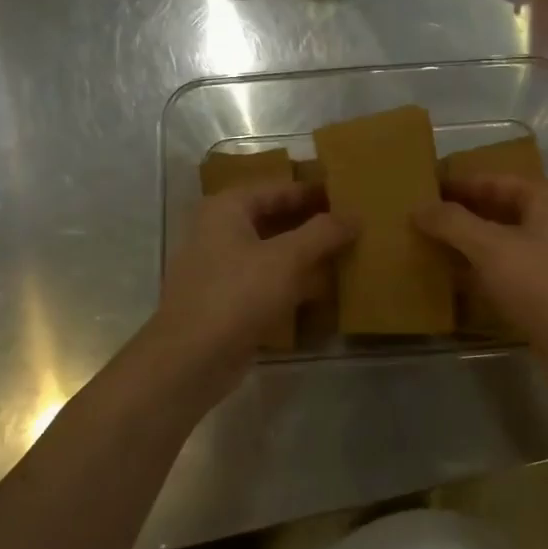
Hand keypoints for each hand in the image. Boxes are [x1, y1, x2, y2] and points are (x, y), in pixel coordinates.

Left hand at [154, 181, 353, 369]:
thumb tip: (355, 215)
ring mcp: (219, 268)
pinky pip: (264, 281)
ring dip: (304, 255)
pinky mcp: (225, 301)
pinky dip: (290, 282)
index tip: (350, 198)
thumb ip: (323, 233)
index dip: (314, 193)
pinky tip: (320, 291)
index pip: (279, 189)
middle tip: (352, 227)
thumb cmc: (238, 295)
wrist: (192, 359)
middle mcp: (218, 231)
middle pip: (273, 219)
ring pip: (270, 252)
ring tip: (344, 256)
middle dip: (311, 225)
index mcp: (227, 208)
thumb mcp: (287, 258)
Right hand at [414, 175, 547, 355]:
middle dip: (458, 214)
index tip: (419, 189)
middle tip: (417, 218)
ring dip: (466, 243)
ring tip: (426, 244)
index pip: (490, 180)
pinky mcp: (546, 287)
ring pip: (499, 240)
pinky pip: (505, 268)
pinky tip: (450, 277)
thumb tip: (418, 206)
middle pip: (496, 208)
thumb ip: (452, 223)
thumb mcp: (490, 247)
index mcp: (545, 197)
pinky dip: (479, 269)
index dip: (454, 184)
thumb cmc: (541, 285)